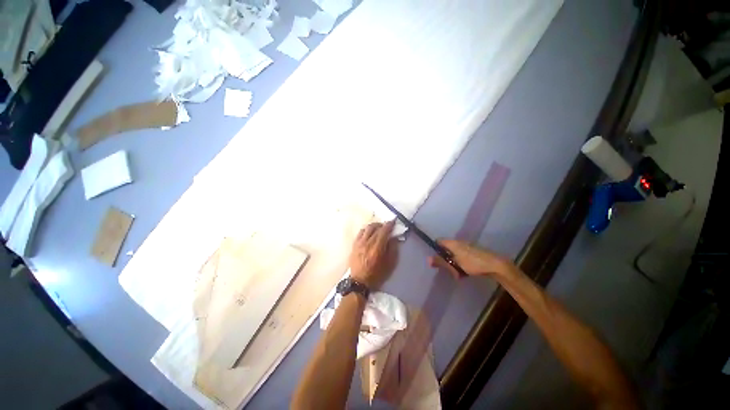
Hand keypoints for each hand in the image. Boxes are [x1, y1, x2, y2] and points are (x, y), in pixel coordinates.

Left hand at [349, 221, 397, 289]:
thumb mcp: (390, 264)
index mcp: (377, 248)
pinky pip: (360, 232)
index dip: (389, 225)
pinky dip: (366, 230)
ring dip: (374, 226)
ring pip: (367, 228)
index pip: (384, 231)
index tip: (393, 221)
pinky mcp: (354, 244)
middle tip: (387, 226)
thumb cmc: (377, 274)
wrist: (359, 282)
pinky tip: (369, 232)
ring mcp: (359, 243)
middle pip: (375, 227)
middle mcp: (367, 243)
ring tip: (378, 228)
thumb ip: (393, 249)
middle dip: (382, 224)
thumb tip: (394, 237)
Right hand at [428, 239, 511, 278]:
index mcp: (452, 243)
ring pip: (454, 255)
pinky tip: (465, 273)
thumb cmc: (473, 263)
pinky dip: (461, 264)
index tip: (436, 259)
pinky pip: (462, 257)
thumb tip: (427, 259)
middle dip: (445, 260)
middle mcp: (459, 242)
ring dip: (454, 264)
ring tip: (458, 274)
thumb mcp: (455, 264)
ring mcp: (467, 247)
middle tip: (448, 270)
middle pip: (446, 249)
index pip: (438, 241)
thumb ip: (441, 261)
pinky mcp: (473, 253)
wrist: (495, 265)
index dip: (435, 249)